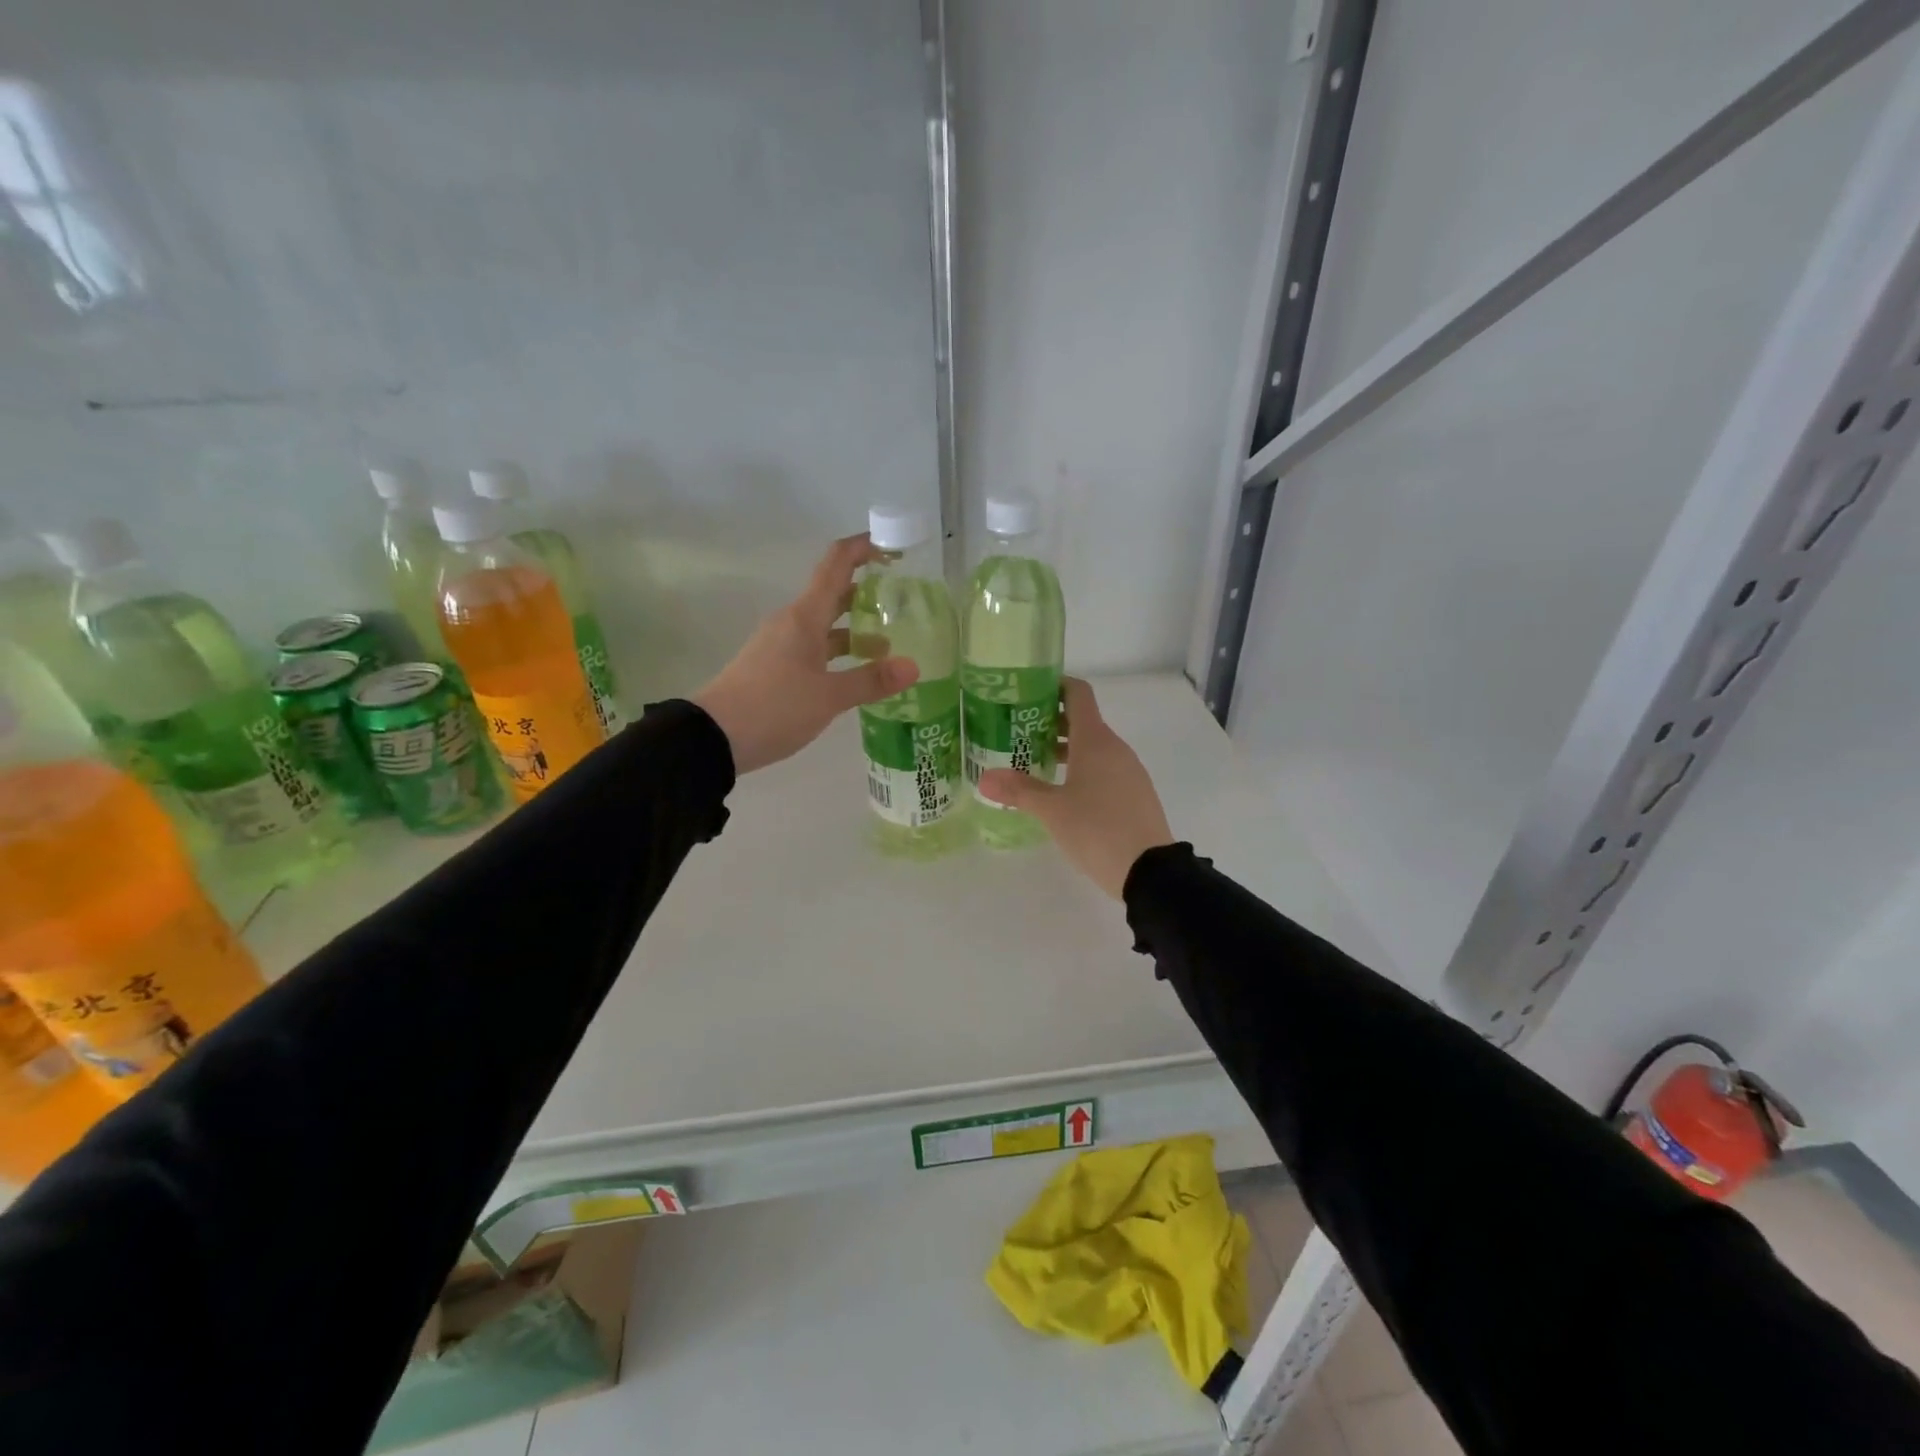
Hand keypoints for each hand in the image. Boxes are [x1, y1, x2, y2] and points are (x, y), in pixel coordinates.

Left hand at [693, 534, 917, 774]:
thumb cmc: (774, 707)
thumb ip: (870, 680)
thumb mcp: (828, 697)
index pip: (836, 564)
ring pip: (824, 625)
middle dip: (866, 593)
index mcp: (804, 616)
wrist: (713, 737)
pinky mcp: (774, 667)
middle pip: (832, 594)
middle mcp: (792, 622)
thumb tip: (913, 667)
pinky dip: (837, 652)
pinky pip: (813, 647)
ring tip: (888, 645)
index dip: (863, 548)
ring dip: (854, 629)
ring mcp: (780, 644)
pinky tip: (856, 672)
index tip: (892, 547)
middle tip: (903, 601)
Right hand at [979, 678, 1172, 898]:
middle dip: (1050, 722)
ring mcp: (1129, 771)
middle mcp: (1115, 747)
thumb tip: (984, 778)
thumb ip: (1019, 790)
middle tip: (1017, 732)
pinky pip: (1104, 769)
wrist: (1150, 871)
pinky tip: (1062, 792)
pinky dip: (1081, 769)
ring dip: (1065, 749)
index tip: (1028, 691)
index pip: (1077, 693)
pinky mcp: (1134, 794)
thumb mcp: (1052, 810)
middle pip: (1082, 720)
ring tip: (1034, 763)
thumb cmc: (1097, 829)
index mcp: (1095, 740)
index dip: (1054, 685)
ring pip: (1093, 747)